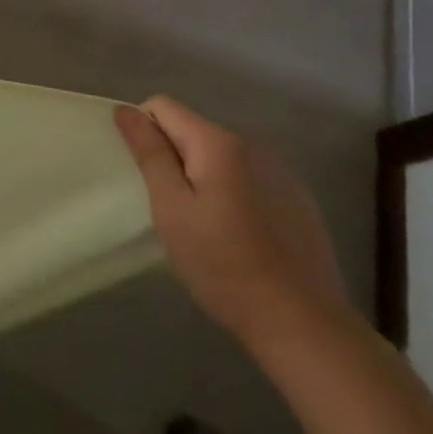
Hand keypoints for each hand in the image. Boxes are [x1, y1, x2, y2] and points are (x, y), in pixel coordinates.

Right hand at [114, 97, 349, 350]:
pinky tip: (242, 235)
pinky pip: (249, 177)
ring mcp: (280, 171)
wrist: (305, 327)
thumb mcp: (172, 210)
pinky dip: (234, 193)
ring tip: (208, 226)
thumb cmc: (224, 267)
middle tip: (174, 209)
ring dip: (204, 176)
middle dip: (175, 158)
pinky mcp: (299, 199)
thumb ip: (150, 154)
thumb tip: (126, 110)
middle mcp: (252, 144)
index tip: (147, 177)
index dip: (144, 132)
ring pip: (220, 155)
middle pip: (193, 129)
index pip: (163, 106)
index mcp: (218, 142)